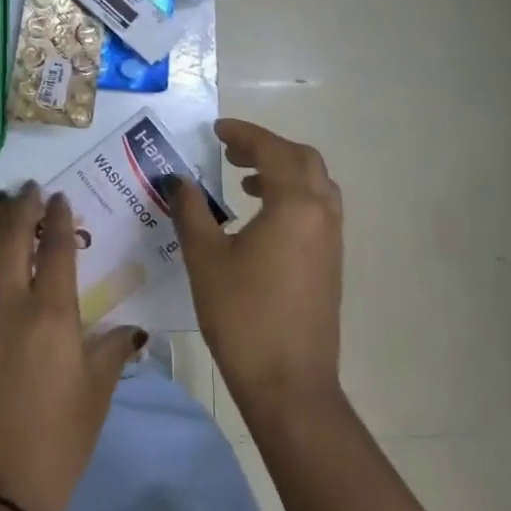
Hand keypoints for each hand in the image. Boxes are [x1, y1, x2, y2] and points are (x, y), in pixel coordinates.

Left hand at [0, 183, 135, 510]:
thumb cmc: (57, 443)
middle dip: (21, 208)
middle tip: (29, 190)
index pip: (54, 249)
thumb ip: (112, 352)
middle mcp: (8, 304)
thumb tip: (130, 331)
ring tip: (0, 204)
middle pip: (10, 239)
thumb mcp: (96, 395)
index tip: (60, 200)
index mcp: (51, 314)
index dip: (58, 219)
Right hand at [167, 119, 343, 419]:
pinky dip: (292, 197)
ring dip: (282, 172)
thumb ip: (191, 211)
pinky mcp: (330, 263)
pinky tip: (260, 219)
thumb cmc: (242, 314)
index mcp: (294, 205)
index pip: (273, 150)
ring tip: (244, 181)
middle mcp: (322, 214)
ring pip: (315, 185)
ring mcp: (331, 240)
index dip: (245, 134)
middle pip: (303, 160)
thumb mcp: (205, 258)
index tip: (216, 129)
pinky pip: (317, 210)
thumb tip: (178, 181)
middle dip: (267, 148)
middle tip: (230, 150)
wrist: (288, 381)